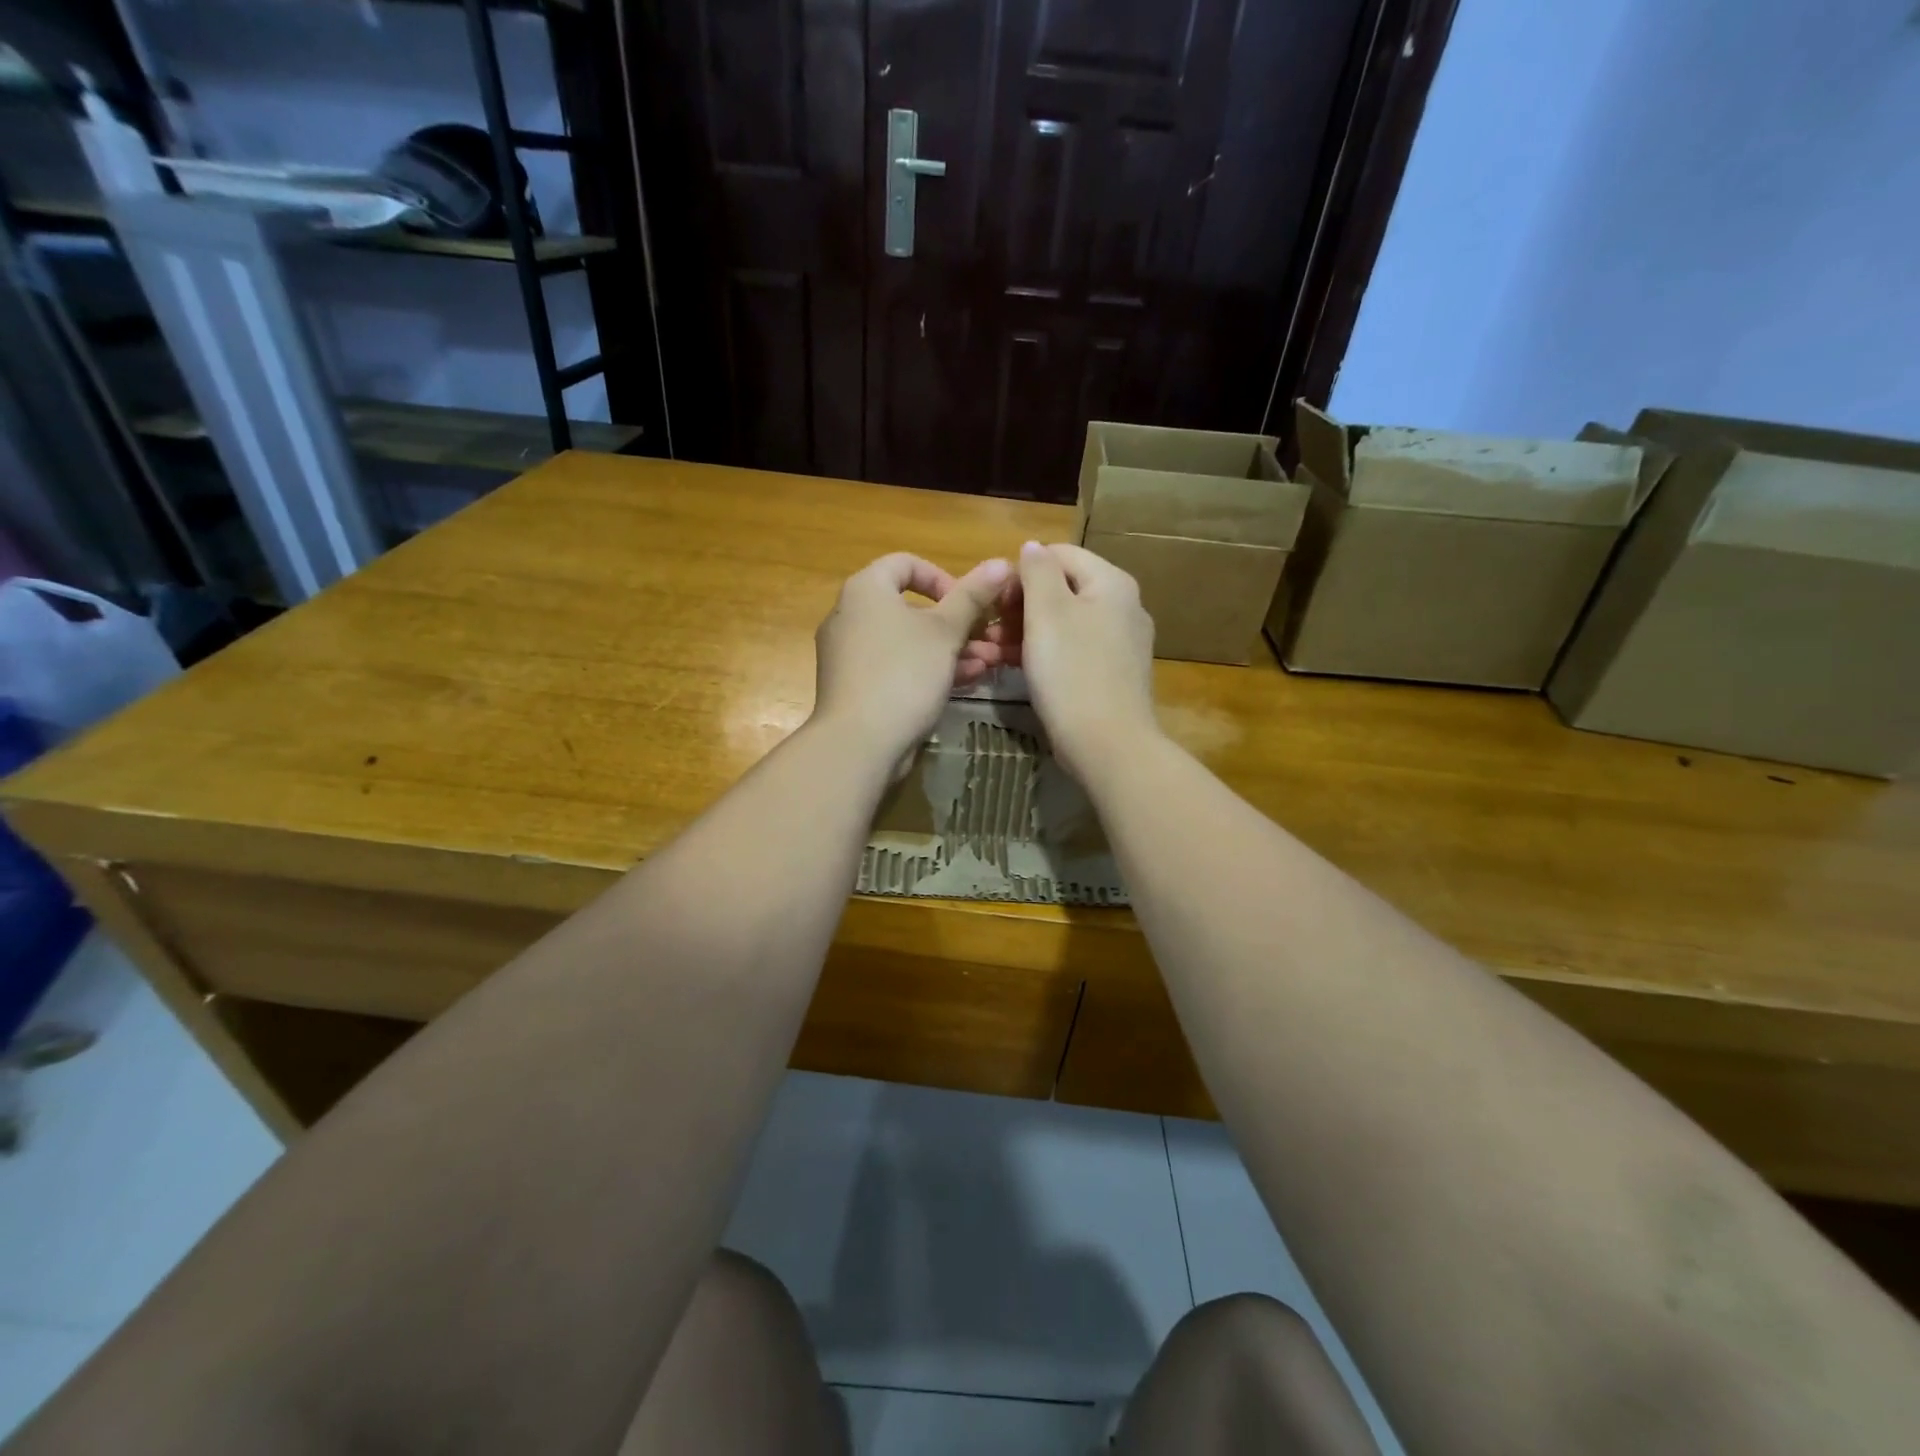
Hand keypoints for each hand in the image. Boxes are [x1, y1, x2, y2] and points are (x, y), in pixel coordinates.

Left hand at [812, 552, 1012, 762]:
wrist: (859, 742)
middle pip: (910, 607)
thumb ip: (972, 596)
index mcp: (865, 590)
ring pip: (907, 642)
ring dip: (950, 649)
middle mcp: (850, 615)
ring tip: (988, 664)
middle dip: (957, 623)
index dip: (943, 578)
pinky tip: (966, 682)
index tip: (968, 603)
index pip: (905, 563)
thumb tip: (1001, 562)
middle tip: (989, 639)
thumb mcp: (945, 632)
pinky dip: (928, 669)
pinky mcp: (856, 686)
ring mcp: (850, 654)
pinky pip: (896, 667)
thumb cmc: (903, 674)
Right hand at [1012, 541, 1158, 782]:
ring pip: (1066, 622)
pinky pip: (1075, 649)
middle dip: (1022, 604)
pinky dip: (1047, 652)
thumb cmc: (1071, 671)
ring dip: (1028, 630)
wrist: (1107, 744)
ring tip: (996, 651)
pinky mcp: (1114, 673)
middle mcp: (1124, 606)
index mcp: (1112, 582)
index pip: (1060, 554)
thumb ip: (1038, 571)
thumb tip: (1033, 547)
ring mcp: (1122, 643)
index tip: (995, 600)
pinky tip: (1019, 668)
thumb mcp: (1047, 612)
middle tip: (990, 630)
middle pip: (1064, 588)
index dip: (1022, 571)